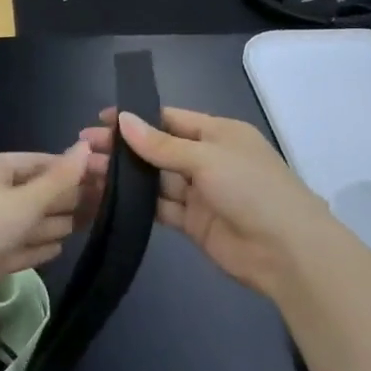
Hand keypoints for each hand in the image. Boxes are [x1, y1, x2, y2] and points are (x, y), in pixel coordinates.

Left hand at [0, 147, 90, 316]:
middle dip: (67, 197)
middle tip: (107, 201)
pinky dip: (38, 247)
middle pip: (35, 192)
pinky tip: (60, 247)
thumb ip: (59, 178)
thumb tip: (86, 148)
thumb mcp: (25, 198)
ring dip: (56, 221)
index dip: (70, 168)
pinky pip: (20, 248)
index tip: (103, 173)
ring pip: (29, 222)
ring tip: (90, 221)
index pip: (38, 162)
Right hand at [81, 108, 339, 302]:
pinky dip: (137, 203)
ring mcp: (200, 192)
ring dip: (125, 176)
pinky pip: (160, 207)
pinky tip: (108, 198)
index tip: (100, 120)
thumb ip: (161, 145)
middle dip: (123, 148)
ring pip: (155, 179)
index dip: (135, 118)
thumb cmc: (252, 189)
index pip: (169, 119)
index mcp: (218, 133)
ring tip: (87, 171)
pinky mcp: (193, 222)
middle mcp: (207, 158)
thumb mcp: (207, 158)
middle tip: (83, 148)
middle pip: (158, 149)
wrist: (287, 252)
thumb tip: (122, 120)